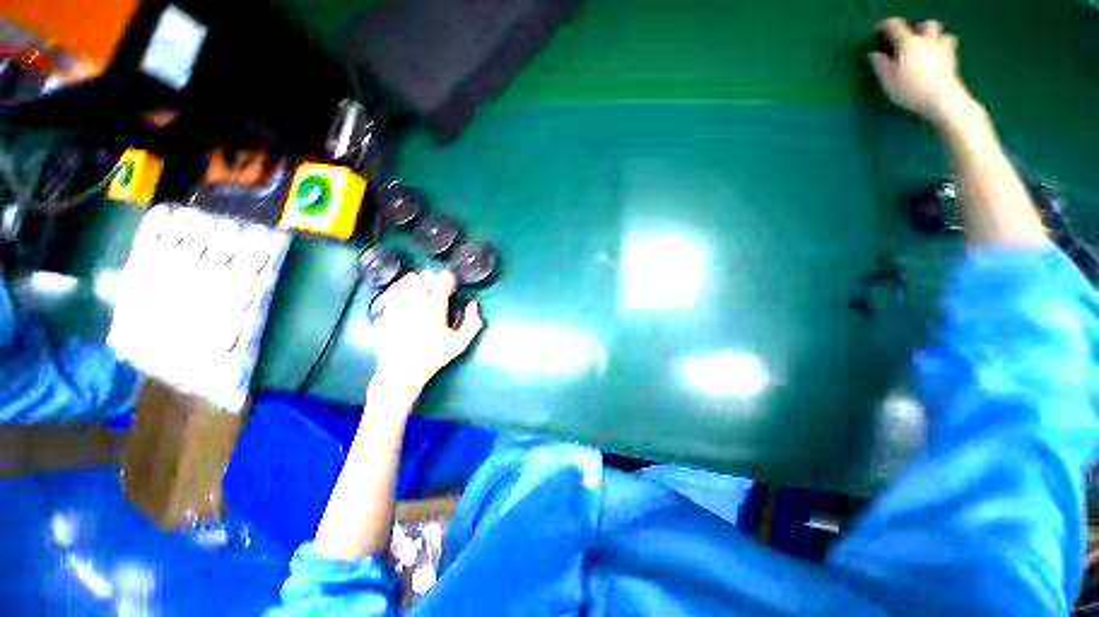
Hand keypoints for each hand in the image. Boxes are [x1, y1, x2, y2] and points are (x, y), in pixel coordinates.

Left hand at [370, 270, 482, 391]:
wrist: (402, 371)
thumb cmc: (434, 356)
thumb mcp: (460, 343)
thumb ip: (472, 322)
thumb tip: (473, 303)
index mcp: (434, 307)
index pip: (442, 279)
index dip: (451, 279)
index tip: (454, 286)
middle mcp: (414, 301)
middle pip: (425, 275)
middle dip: (435, 278)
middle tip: (440, 288)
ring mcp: (397, 303)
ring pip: (409, 279)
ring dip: (420, 280)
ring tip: (426, 290)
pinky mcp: (385, 308)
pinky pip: (395, 288)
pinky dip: (404, 286)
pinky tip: (409, 294)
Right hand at [869, 18, 974, 124]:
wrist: (944, 100)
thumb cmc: (912, 91)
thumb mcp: (889, 82)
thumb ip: (881, 66)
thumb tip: (874, 54)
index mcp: (908, 44)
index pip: (895, 27)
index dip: (885, 25)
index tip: (879, 28)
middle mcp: (927, 41)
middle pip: (925, 25)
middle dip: (918, 28)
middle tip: (910, 39)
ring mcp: (943, 48)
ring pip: (941, 33)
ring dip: (934, 37)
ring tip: (927, 47)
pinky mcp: (953, 59)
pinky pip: (949, 46)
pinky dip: (943, 47)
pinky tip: (938, 57)